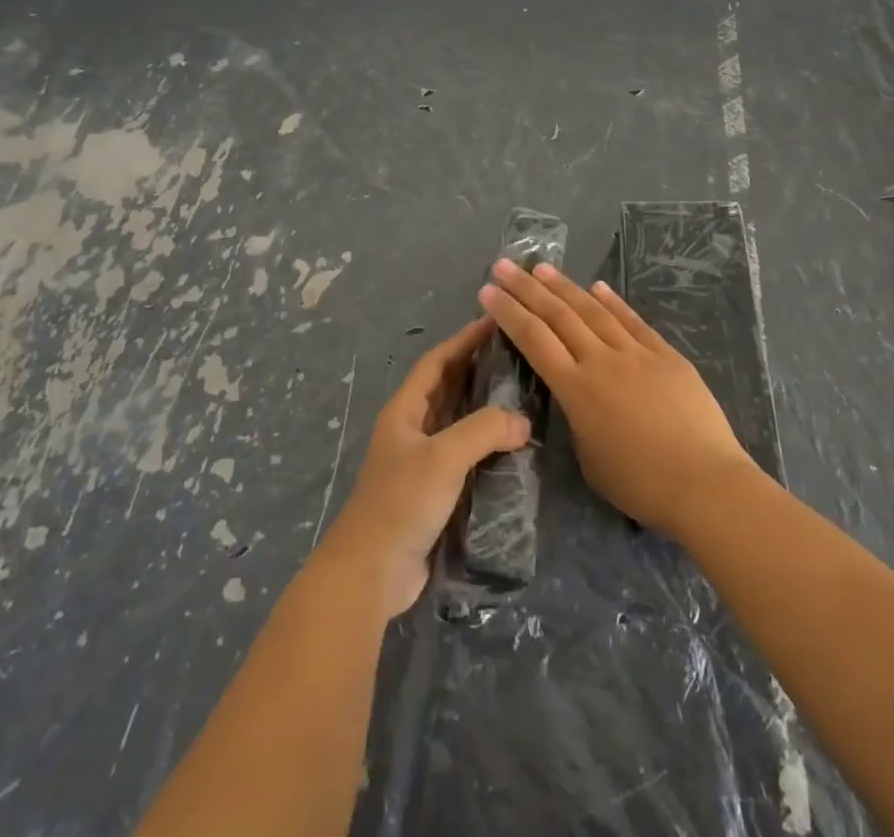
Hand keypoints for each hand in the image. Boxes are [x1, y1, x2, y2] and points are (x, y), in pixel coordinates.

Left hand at [315, 316, 530, 618]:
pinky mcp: (431, 491)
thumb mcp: (444, 457)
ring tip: (519, 392)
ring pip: (455, 420)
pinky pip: (462, 454)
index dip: (464, 339)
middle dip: (476, 367)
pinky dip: (484, 443)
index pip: (437, 361)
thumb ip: (484, 430)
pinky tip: (509, 445)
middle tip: (514, 353)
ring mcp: (419, 461)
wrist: (370, 573)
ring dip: (482, 405)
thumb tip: (523, 422)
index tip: (494, 321)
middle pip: (446, 387)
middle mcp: (410, 429)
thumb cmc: (402, 503)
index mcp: (405, 411)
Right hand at [477, 260, 758, 539]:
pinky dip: (613, 301)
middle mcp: (601, 361)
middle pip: (558, 316)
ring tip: (542, 267)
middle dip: (527, 289)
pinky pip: (633, 321)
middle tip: (504, 266)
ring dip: (564, 287)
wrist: (705, 482)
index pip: (534, 341)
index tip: (488, 292)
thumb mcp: (590, 458)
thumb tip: (579, 395)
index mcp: (577, 390)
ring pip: (593, 310)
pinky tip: (598, 286)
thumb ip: (577, 418)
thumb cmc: (641, 485)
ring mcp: (636, 353)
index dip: (509, 314)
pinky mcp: (666, 354)